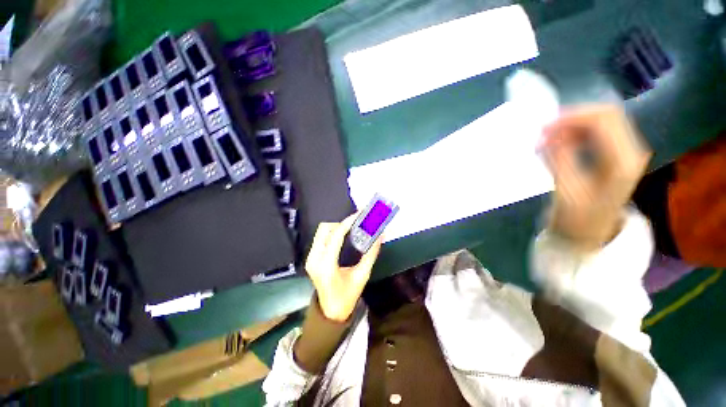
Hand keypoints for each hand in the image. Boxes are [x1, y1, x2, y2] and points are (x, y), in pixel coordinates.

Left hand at [305, 214, 382, 321]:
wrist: (330, 311)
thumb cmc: (347, 296)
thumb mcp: (362, 276)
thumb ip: (371, 254)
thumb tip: (380, 235)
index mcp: (326, 265)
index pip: (336, 235)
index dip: (348, 222)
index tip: (359, 214)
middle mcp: (314, 258)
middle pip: (325, 229)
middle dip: (341, 223)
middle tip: (356, 224)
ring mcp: (310, 258)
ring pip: (321, 231)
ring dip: (336, 227)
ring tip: (351, 229)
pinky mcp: (311, 258)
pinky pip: (321, 238)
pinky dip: (332, 233)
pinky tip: (343, 236)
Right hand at [540, 105, 650, 249]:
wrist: (591, 233)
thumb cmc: (578, 218)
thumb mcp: (565, 190)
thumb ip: (559, 159)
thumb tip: (547, 136)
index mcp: (623, 161)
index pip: (603, 120)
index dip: (572, 117)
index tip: (543, 128)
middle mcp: (631, 150)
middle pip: (606, 115)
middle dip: (572, 117)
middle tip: (544, 131)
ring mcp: (627, 150)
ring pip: (602, 120)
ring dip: (573, 125)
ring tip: (548, 139)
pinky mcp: (618, 153)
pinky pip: (598, 131)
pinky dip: (576, 132)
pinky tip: (559, 142)